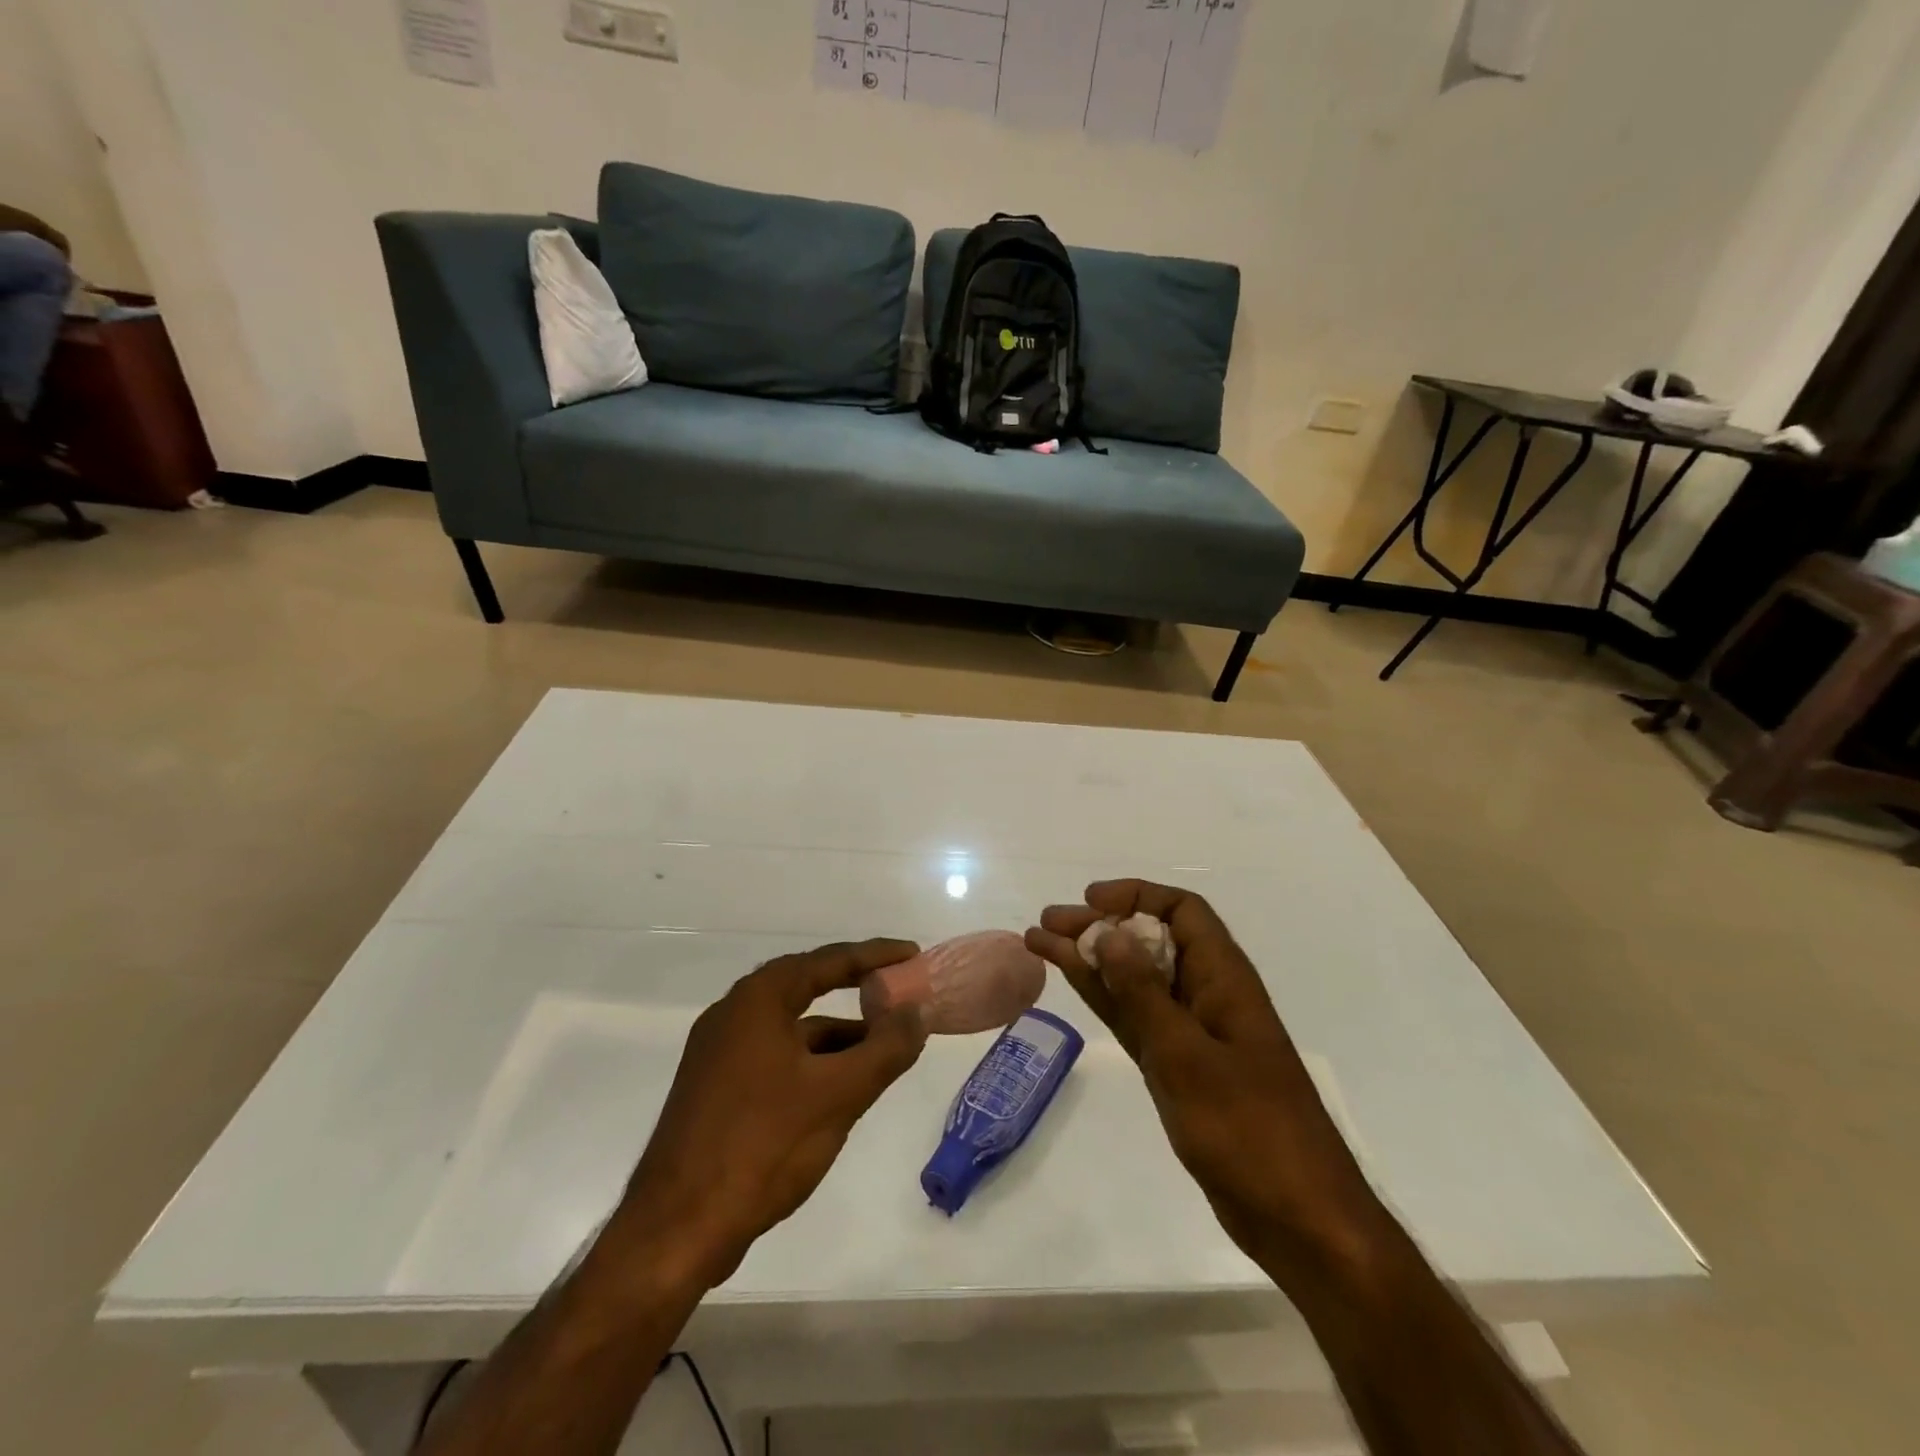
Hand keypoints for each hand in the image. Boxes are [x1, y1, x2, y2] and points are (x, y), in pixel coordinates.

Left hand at [607, 939, 927, 1288]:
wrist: (675, 1230)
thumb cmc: (762, 1146)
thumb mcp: (839, 1095)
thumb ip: (885, 1048)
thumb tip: (916, 1013)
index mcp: (758, 999)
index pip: (828, 960)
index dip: (875, 955)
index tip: (912, 954)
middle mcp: (734, 1013)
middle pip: (808, 985)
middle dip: (856, 988)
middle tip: (899, 989)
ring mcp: (720, 1052)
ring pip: (793, 1026)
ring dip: (838, 1031)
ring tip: (883, 1044)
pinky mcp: (716, 1088)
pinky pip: (777, 1055)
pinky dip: (813, 1059)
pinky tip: (840, 1085)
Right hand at [1026, 881, 1385, 1280]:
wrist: (1299, 1219)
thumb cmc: (1249, 1130)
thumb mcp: (1188, 1056)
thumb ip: (1144, 994)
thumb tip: (1111, 933)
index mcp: (1224, 979)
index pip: (1182, 911)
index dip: (1136, 896)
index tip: (1090, 901)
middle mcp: (1208, 995)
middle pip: (1150, 941)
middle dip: (1100, 926)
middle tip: (1047, 922)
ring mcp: (1192, 1033)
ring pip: (1135, 979)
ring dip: (1092, 958)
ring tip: (1040, 942)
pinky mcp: (1180, 1067)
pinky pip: (1135, 1017)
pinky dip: (1104, 997)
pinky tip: (1073, 982)